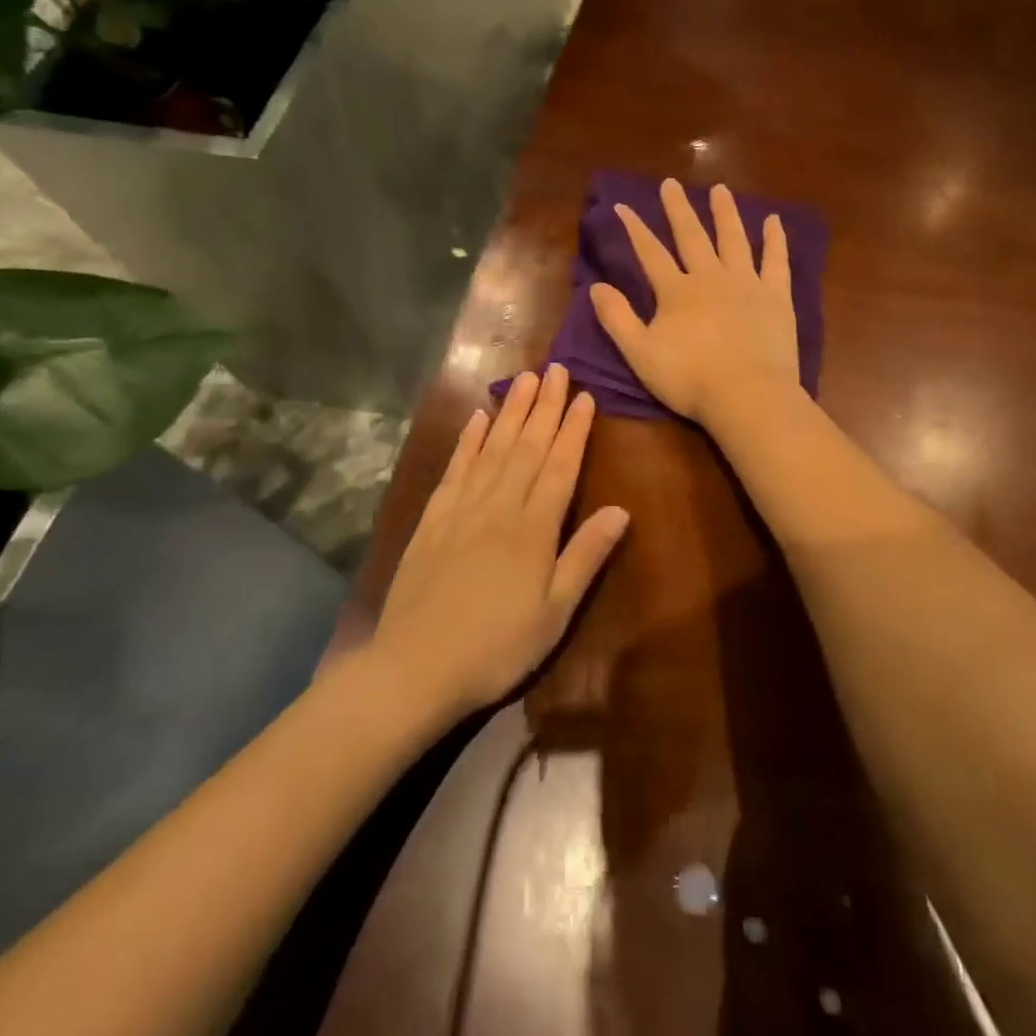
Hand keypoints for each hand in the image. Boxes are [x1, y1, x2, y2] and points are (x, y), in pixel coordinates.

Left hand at [372, 364, 627, 720]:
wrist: (414, 667)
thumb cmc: (497, 647)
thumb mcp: (555, 613)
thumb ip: (586, 556)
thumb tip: (621, 510)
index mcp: (533, 528)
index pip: (560, 466)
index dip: (575, 429)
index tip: (586, 396)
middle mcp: (499, 506)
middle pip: (527, 446)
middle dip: (544, 405)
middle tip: (556, 368)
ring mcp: (461, 508)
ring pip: (492, 448)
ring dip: (510, 411)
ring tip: (524, 379)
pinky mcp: (433, 518)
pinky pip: (455, 468)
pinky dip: (468, 440)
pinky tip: (477, 418)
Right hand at [591, 179, 801, 425]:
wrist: (748, 395)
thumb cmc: (689, 379)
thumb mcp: (640, 353)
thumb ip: (617, 318)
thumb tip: (595, 286)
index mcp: (676, 291)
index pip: (650, 253)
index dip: (635, 228)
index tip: (623, 205)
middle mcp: (710, 277)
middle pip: (692, 236)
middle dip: (678, 209)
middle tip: (671, 183)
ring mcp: (746, 284)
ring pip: (734, 239)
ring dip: (725, 213)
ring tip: (720, 189)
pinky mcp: (776, 297)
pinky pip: (776, 261)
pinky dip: (775, 240)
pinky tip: (774, 221)